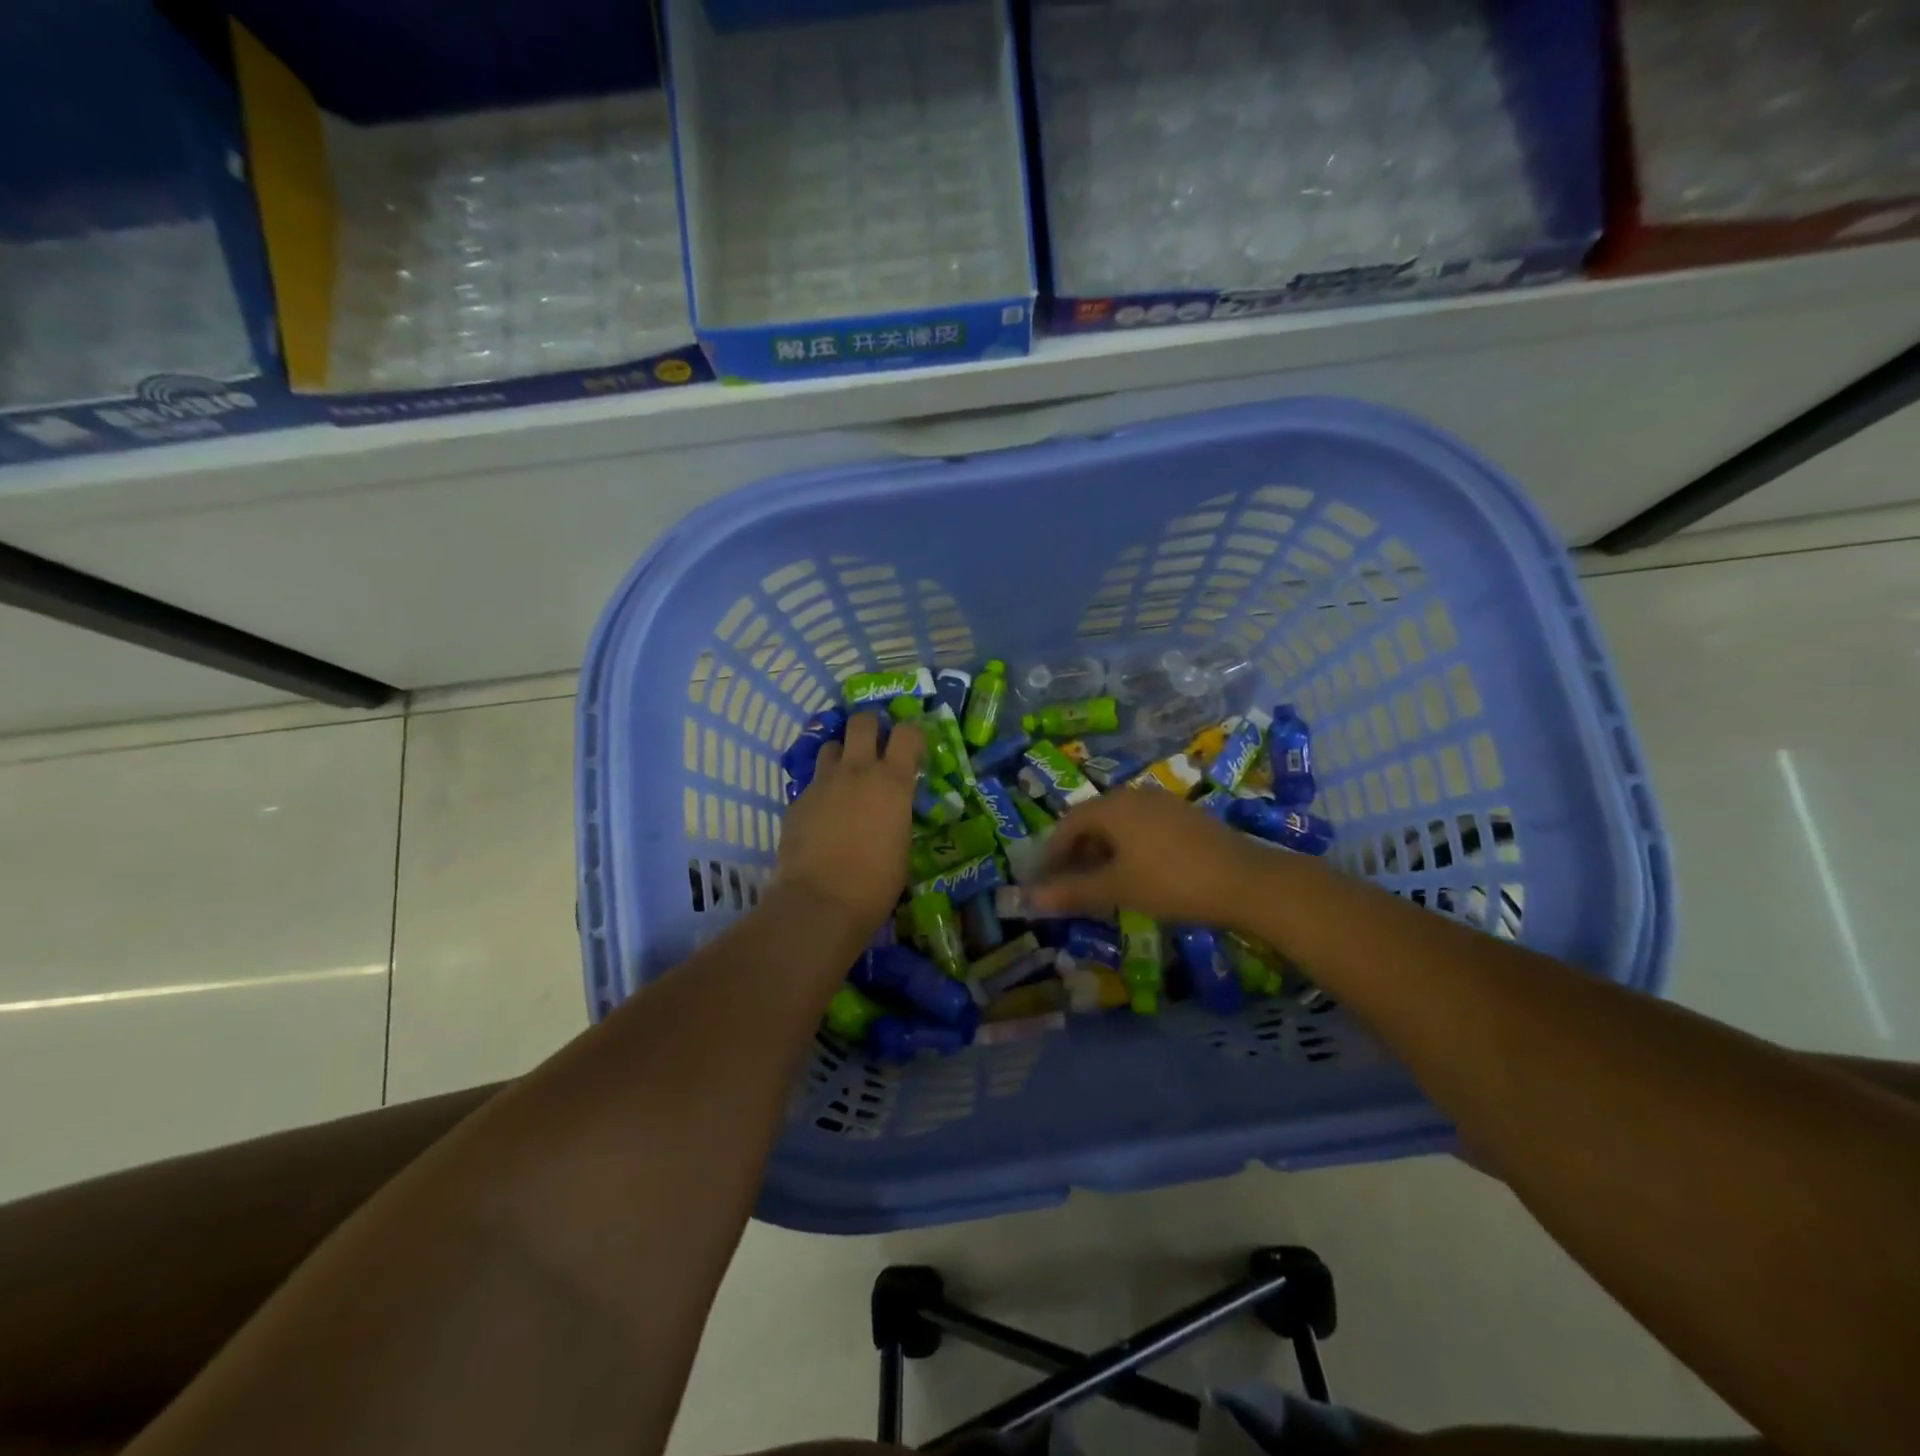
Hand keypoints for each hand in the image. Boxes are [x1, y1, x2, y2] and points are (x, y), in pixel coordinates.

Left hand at [776, 712, 923, 934]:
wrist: (820, 901)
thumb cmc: (876, 883)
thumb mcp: (901, 845)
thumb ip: (897, 815)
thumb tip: (891, 811)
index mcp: (893, 782)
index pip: (908, 732)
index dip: (912, 735)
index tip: (912, 750)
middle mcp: (857, 771)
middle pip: (862, 721)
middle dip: (870, 726)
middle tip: (875, 745)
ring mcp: (823, 782)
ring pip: (831, 746)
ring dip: (841, 755)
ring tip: (845, 777)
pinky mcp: (797, 799)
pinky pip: (812, 782)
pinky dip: (821, 790)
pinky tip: (823, 815)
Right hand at [1032, 789, 1266, 924]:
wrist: (1245, 881)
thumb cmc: (1170, 881)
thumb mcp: (1117, 889)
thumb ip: (1072, 892)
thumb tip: (1028, 898)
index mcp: (1112, 806)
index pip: (1068, 824)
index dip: (1051, 853)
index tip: (1042, 880)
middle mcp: (1134, 796)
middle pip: (1093, 821)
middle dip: (1076, 853)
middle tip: (1068, 884)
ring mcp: (1163, 804)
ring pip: (1120, 825)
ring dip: (1103, 852)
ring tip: (1100, 883)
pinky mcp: (1186, 817)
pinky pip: (1143, 828)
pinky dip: (1128, 849)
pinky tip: (1136, 874)